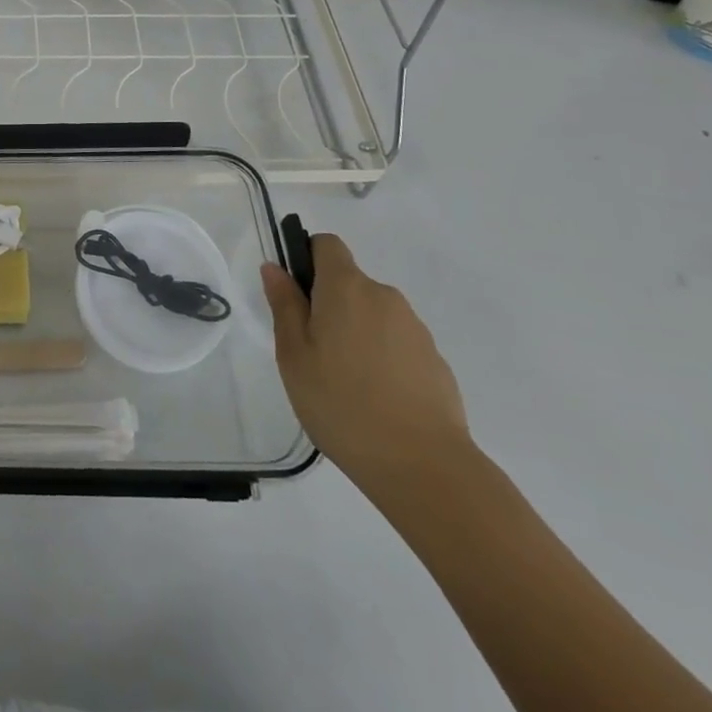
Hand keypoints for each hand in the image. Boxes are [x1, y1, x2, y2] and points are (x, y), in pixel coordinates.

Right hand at [262, 234, 470, 496]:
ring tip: (344, 383)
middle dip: (329, 305)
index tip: (295, 295)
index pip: (327, 245)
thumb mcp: (293, 354)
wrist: (424, 466)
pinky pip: (397, 344)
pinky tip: (376, 400)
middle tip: (312, 352)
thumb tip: (275, 267)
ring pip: (374, 315)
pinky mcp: (436, 361)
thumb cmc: (341, 403)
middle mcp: (384, 296)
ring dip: (356, 333)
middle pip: (349, 283)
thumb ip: (284, 305)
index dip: (307, 258)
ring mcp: (415, 329)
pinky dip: (382, 359)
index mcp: (346, 287)